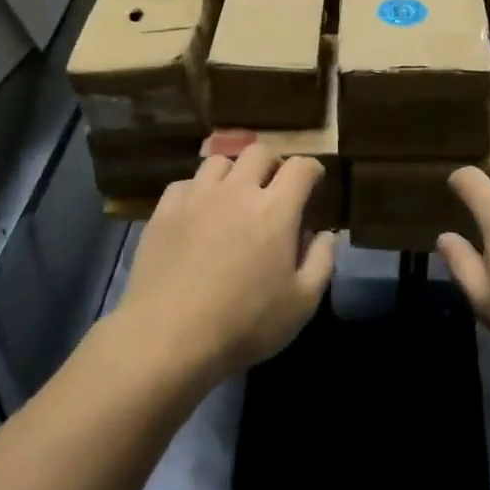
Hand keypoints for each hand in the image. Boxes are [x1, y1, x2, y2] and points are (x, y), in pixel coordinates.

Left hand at [117, 145, 335, 384]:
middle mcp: (238, 190)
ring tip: (233, 197)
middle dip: (273, 164)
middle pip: (260, 152)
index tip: (314, 182)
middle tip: (275, 188)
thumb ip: (321, 262)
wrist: (167, 338)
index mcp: (276, 209)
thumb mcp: (301, 304)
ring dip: (234, 173)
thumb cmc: (243, 324)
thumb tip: (324, 233)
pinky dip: (198, 190)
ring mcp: (198, 196)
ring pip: (220, 161)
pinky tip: (197, 212)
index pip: (301, 167)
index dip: (312, 169)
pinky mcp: (165, 210)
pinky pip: (186, 183)